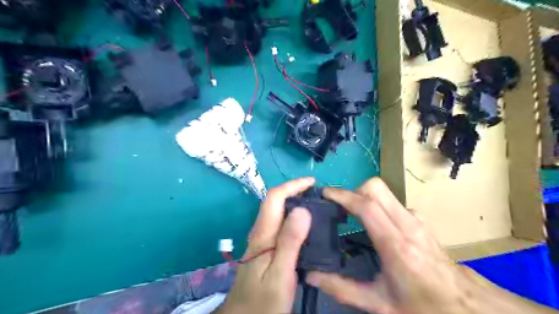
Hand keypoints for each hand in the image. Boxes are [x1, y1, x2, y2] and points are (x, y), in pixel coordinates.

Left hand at [216, 178, 316, 313]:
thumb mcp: (280, 273)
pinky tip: (306, 227)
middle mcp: (260, 232)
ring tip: (315, 205)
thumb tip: (302, 209)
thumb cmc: (263, 301)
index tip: (312, 182)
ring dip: (294, 203)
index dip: (292, 186)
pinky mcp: (265, 249)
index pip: (274, 198)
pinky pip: (280, 225)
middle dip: (294, 191)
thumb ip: (290, 241)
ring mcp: (261, 241)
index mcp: (263, 234)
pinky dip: (294, 218)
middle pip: (274, 203)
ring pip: (277, 213)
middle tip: (317, 194)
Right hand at [305, 178, 502, 313]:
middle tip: (341, 209)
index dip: (343, 196)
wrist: (467, 307)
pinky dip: (377, 204)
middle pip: (376, 187)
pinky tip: (374, 224)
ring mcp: (416, 219)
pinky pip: (392, 202)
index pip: (366, 206)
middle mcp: (407, 225)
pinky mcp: (419, 220)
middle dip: (353, 191)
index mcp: (395, 245)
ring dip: (364, 196)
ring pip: (385, 191)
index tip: (325, 194)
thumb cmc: (423, 306)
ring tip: (352, 214)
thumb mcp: (379, 304)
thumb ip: (342, 289)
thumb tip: (312, 276)